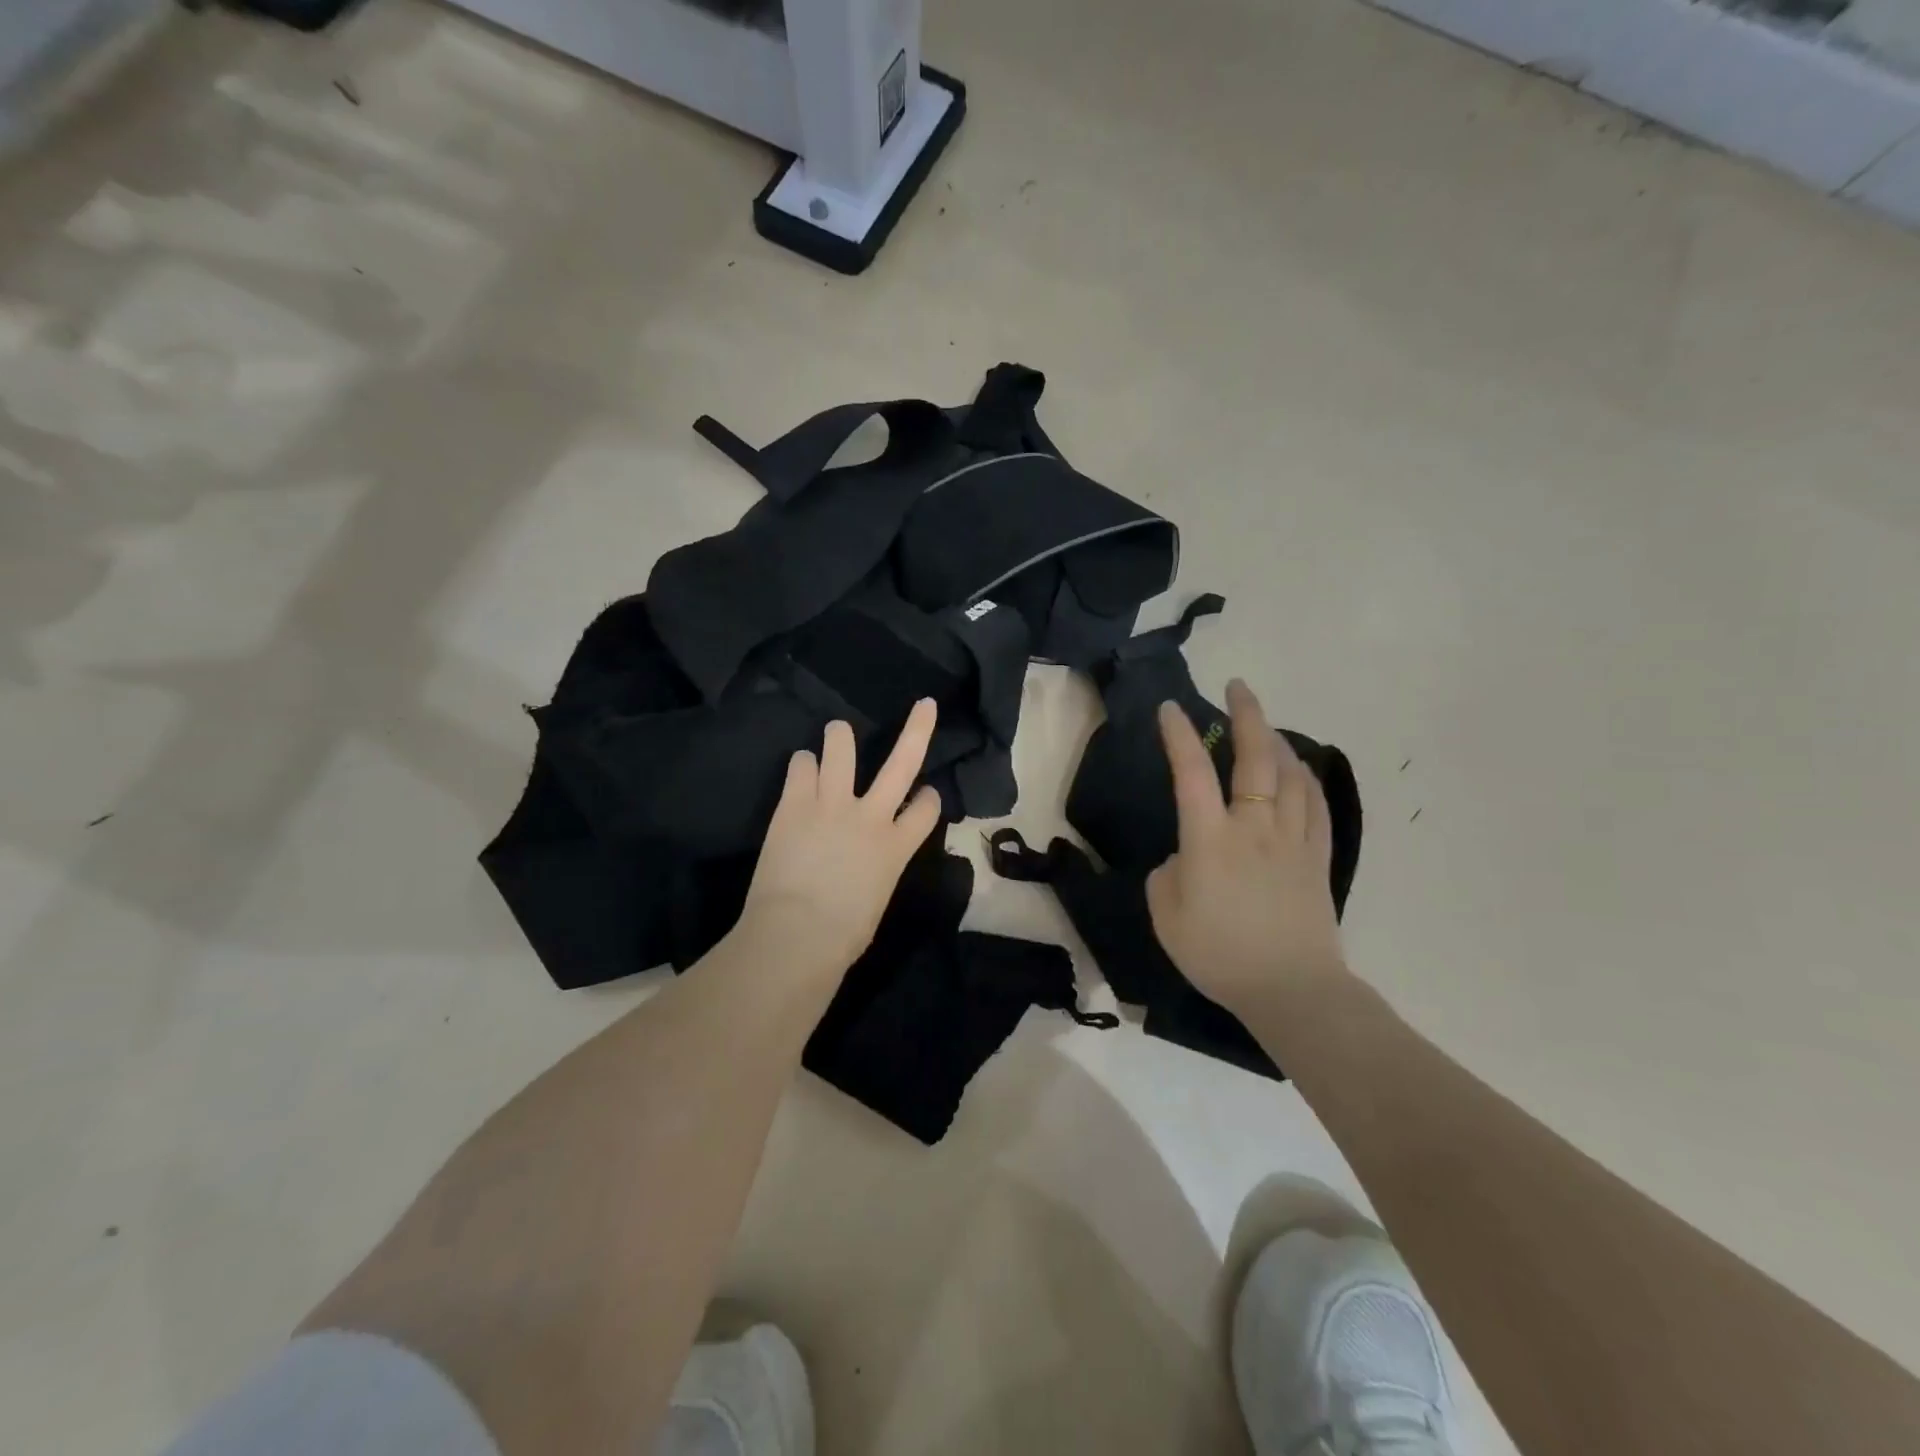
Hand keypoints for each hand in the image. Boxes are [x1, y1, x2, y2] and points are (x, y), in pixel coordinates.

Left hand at [737, 698, 945, 976]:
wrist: (798, 933)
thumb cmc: (842, 935)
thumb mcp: (875, 901)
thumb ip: (875, 871)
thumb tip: (863, 867)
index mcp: (897, 847)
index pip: (926, 809)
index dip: (929, 799)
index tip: (927, 794)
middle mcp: (871, 815)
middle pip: (904, 762)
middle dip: (917, 730)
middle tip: (925, 706)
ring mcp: (832, 803)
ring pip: (842, 750)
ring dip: (841, 737)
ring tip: (837, 731)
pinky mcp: (795, 803)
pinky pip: (802, 766)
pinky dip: (803, 764)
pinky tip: (801, 767)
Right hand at [1146, 679, 1347, 1016]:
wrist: (1291, 990)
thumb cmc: (1219, 955)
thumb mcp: (1166, 917)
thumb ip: (1169, 875)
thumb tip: (1186, 856)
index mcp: (1210, 840)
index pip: (1192, 773)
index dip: (1179, 736)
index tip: (1170, 709)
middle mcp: (1254, 827)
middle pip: (1255, 758)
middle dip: (1246, 715)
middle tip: (1238, 688)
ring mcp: (1292, 840)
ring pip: (1290, 774)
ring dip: (1277, 741)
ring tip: (1265, 726)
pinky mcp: (1317, 857)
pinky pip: (1314, 804)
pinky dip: (1305, 778)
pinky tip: (1299, 770)